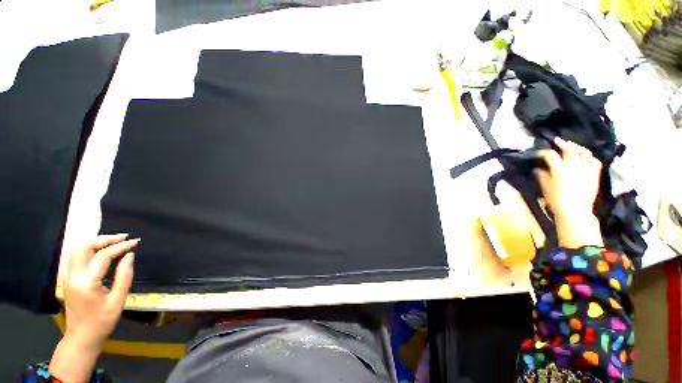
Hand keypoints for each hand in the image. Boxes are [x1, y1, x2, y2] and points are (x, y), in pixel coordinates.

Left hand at [50, 234, 137, 381]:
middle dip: (104, 239)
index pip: (103, 256)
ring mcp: (67, 277)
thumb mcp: (117, 301)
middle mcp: (73, 276)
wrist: (81, 337)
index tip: (135, 242)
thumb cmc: (102, 322)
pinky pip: (75, 257)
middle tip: (122, 238)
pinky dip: (88, 249)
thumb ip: (124, 276)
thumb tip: (129, 255)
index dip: (120, 247)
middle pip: (84, 247)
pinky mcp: (68, 279)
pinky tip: (100, 251)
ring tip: (113, 241)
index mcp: (86, 283)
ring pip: (76, 250)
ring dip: (94, 242)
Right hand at [536, 138, 603, 247]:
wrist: (576, 210)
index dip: (543, 152)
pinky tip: (586, 158)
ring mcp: (586, 168)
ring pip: (584, 152)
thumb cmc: (556, 199)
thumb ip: (542, 176)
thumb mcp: (545, 187)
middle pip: (569, 148)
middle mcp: (574, 164)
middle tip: (558, 141)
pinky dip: (589, 157)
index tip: (539, 154)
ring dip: (578, 147)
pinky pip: (594, 161)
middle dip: (562, 143)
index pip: (550, 155)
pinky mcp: (594, 173)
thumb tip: (539, 169)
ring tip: (574, 147)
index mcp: (559, 168)